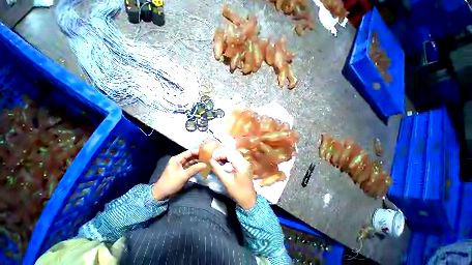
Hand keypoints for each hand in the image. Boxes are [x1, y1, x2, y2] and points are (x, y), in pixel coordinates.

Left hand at [152, 150, 205, 200]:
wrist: (161, 193)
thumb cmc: (171, 183)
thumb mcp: (184, 175)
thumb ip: (195, 169)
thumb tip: (205, 164)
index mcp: (177, 159)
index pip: (189, 152)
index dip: (198, 152)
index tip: (206, 153)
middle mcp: (178, 160)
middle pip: (190, 156)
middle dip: (198, 156)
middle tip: (207, 157)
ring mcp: (179, 165)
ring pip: (190, 161)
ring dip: (197, 161)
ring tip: (206, 161)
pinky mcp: (181, 170)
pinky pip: (189, 166)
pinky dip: (194, 166)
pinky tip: (201, 167)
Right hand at [210, 148, 256, 209]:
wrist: (249, 199)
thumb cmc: (237, 192)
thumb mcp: (226, 181)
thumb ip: (218, 170)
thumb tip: (211, 161)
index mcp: (242, 165)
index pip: (230, 154)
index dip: (220, 154)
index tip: (212, 158)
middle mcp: (245, 161)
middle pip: (232, 152)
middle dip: (222, 154)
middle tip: (213, 158)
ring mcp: (246, 162)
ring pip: (234, 154)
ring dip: (225, 155)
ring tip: (217, 160)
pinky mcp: (244, 164)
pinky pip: (236, 157)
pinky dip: (229, 158)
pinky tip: (223, 162)